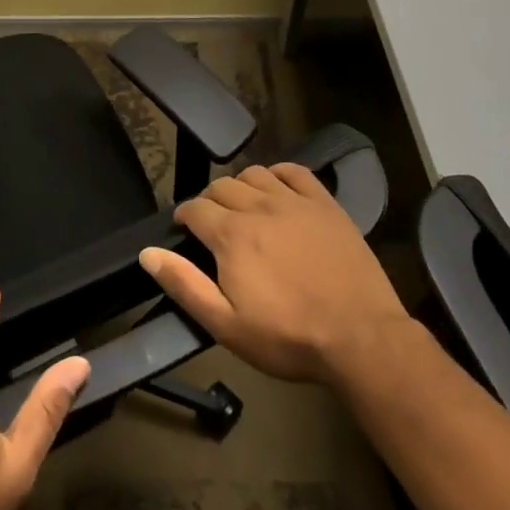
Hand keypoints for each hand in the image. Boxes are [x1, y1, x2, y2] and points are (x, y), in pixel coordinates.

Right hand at [139, 162, 411, 386]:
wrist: (362, 338)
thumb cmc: (289, 337)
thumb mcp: (227, 325)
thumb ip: (184, 285)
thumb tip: (148, 253)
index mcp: (231, 234)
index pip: (194, 208)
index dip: (185, 217)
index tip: (185, 230)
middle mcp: (258, 206)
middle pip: (221, 186)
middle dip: (210, 201)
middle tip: (214, 226)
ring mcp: (295, 201)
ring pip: (254, 173)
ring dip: (241, 186)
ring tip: (243, 208)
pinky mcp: (325, 204)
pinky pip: (294, 171)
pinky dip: (278, 174)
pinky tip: (277, 189)